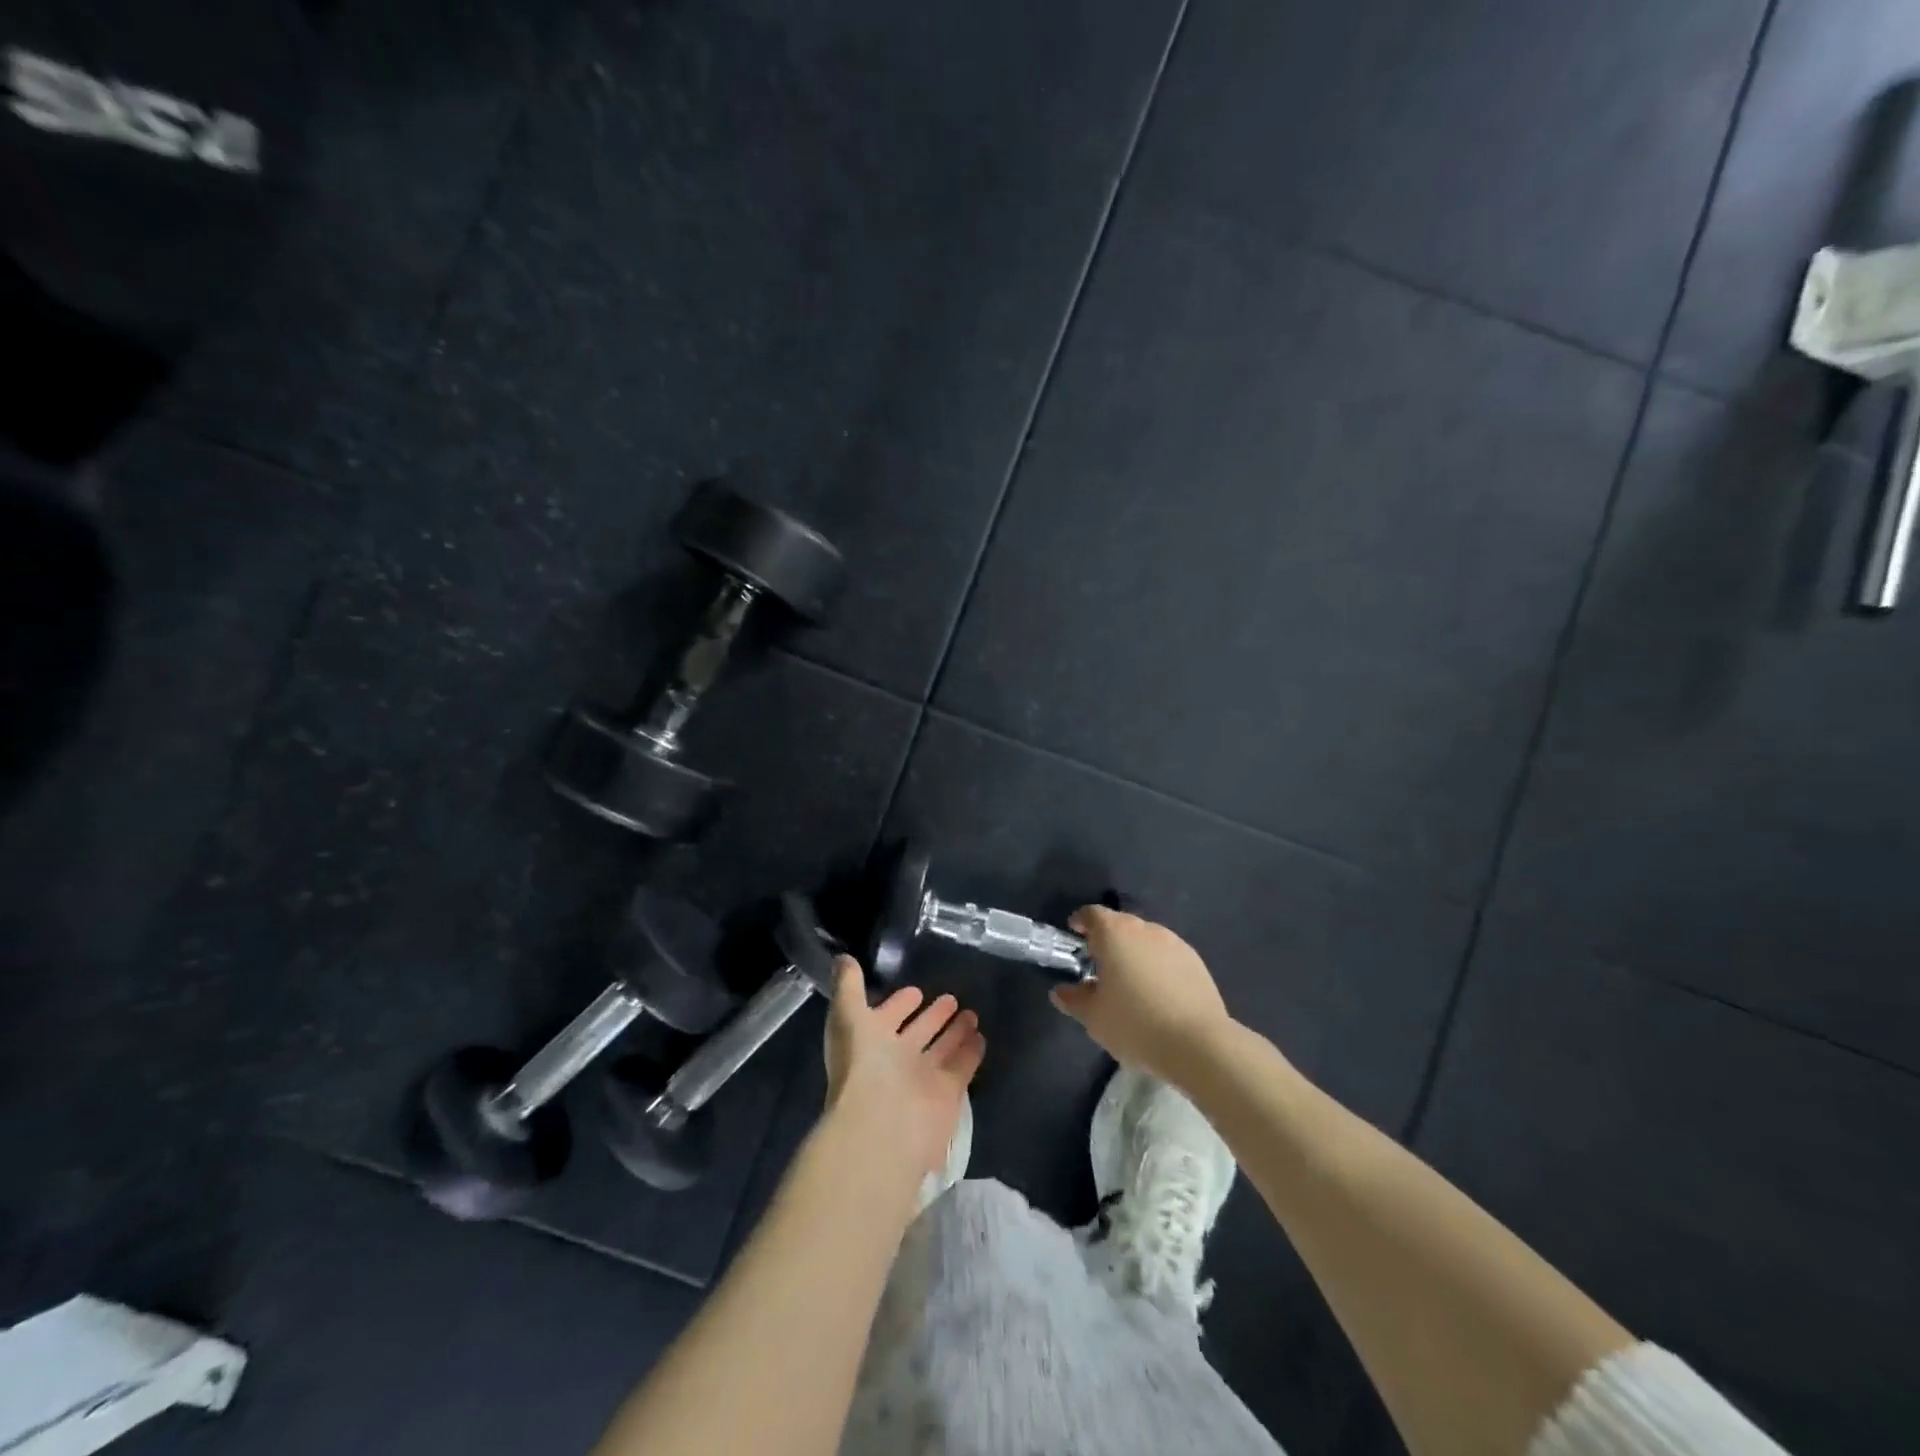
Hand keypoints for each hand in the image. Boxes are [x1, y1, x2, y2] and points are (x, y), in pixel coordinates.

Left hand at [824, 957, 985, 1177]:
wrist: (883, 1125)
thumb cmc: (862, 1066)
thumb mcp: (847, 1016)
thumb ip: (848, 986)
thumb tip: (842, 958)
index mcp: (868, 1043)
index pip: (885, 1018)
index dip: (898, 1004)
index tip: (915, 991)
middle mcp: (895, 1061)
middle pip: (917, 1033)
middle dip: (932, 1016)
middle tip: (951, 997)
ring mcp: (922, 1079)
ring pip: (942, 1049)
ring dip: (955, 1031)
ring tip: (972, 1012)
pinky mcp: (948, 1094)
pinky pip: (962, 1067)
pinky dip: (971, 1052)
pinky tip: (981, 1036)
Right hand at [1051, 905, 1231, 1082]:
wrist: (1198, 1044)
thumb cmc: (1135, 1024)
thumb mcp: (1093, 1017)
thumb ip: (1073, 999)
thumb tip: (1060, 991)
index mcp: (1115, 933)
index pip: (1092, 914)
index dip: (1081, 922)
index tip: (1075, 935)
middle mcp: (1145, 929)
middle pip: (1120, 924)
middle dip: (1108, 940)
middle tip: (1099, 966)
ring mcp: (1174, 943)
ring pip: (1146, 940)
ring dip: (1134, 953)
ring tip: (1130, 982)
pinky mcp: (1196, 961)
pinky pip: (1167, 956)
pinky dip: (1157, 966)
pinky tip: (1158, 993)